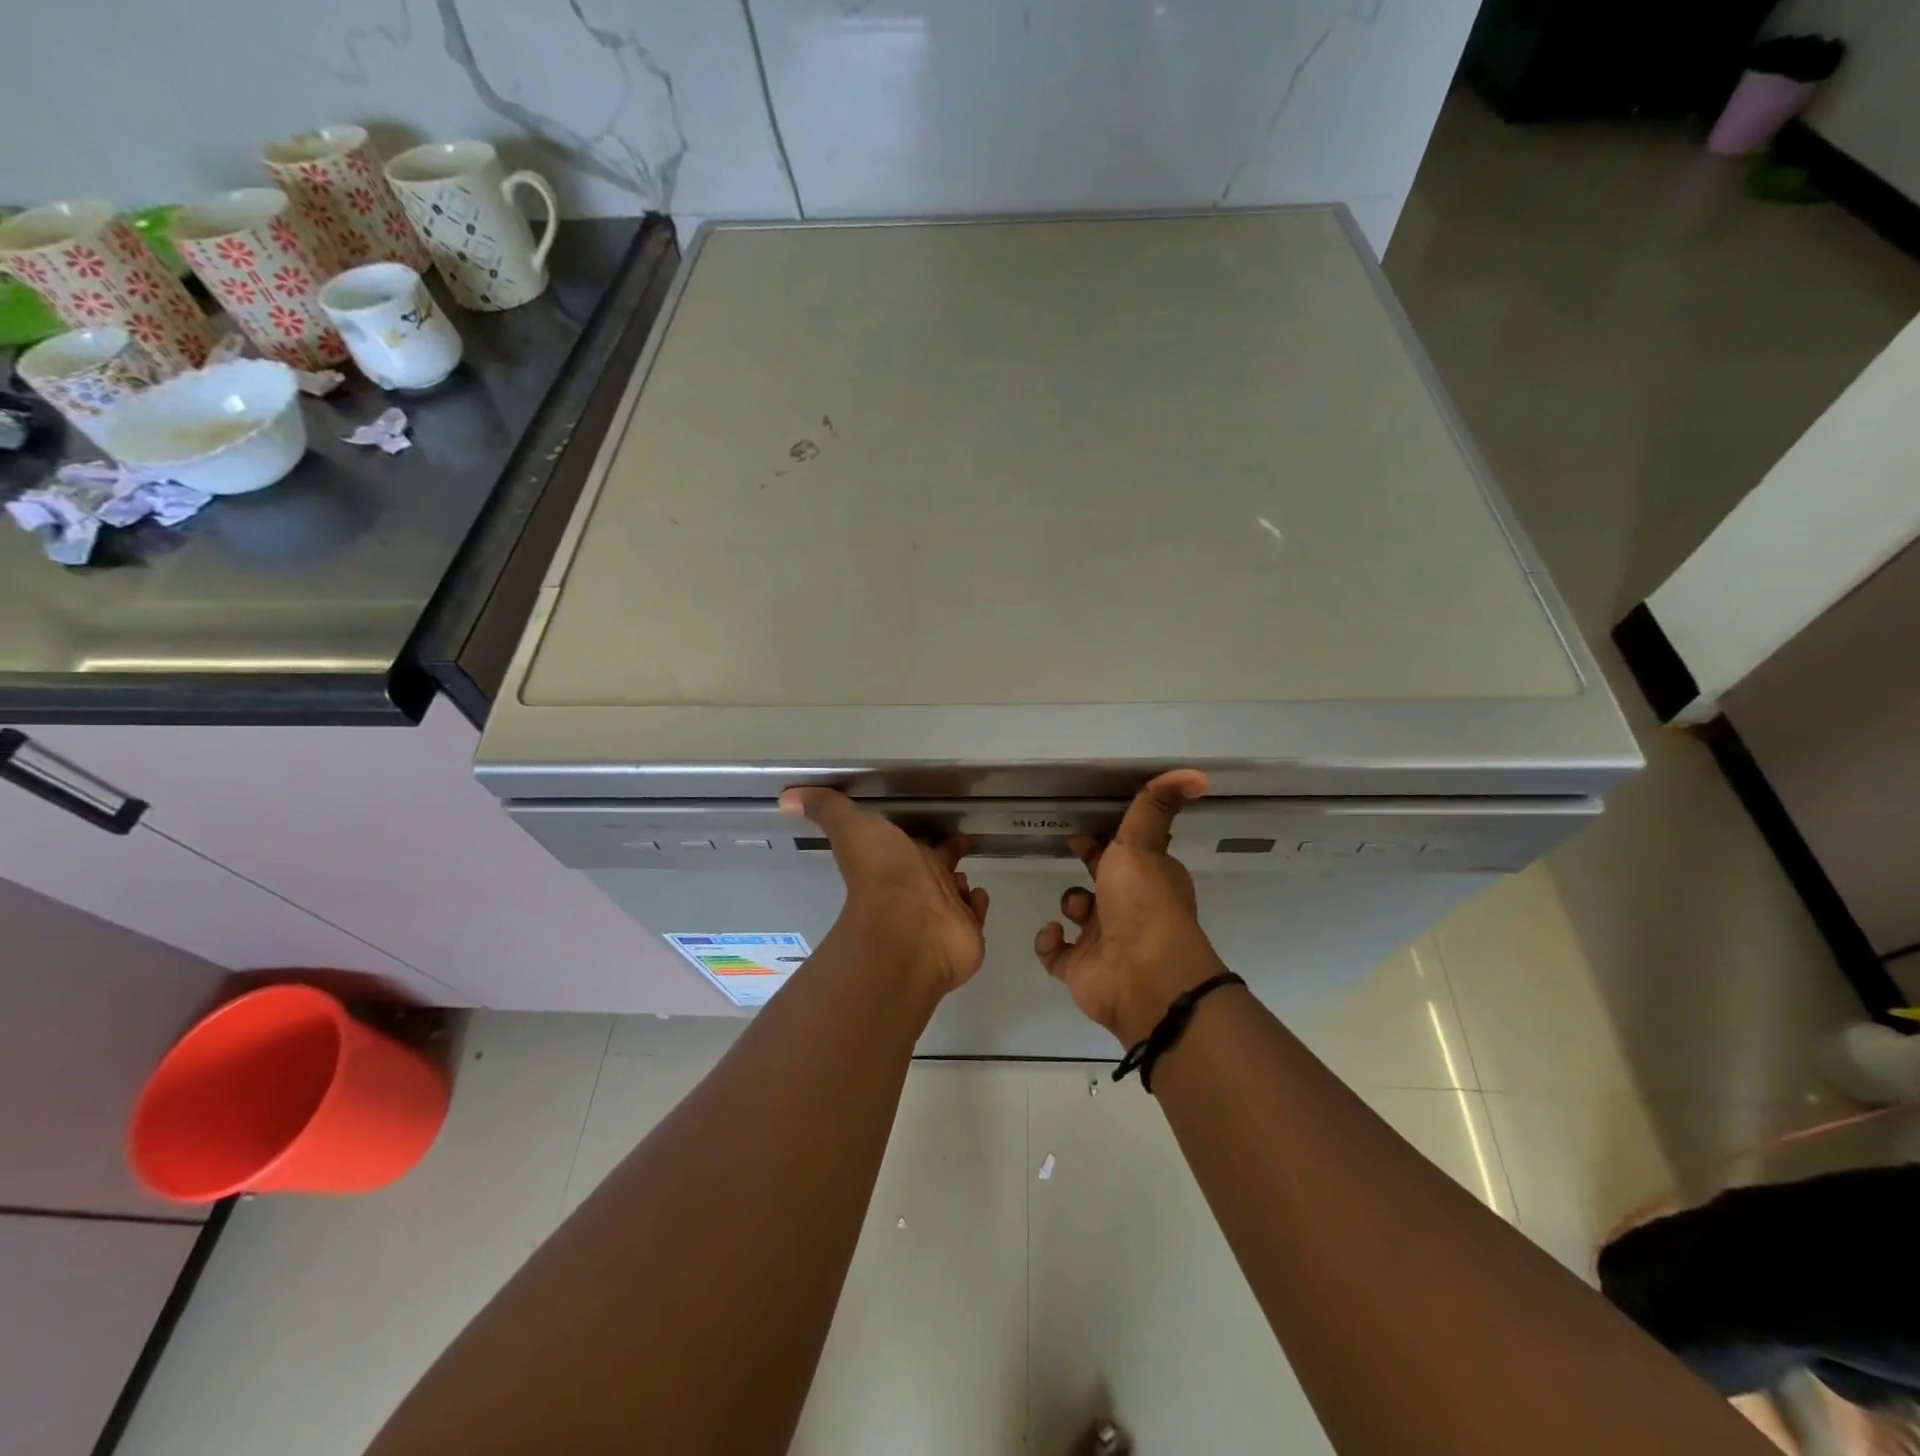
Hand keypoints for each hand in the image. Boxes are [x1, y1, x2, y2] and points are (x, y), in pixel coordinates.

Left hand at [779, 788, 989, 994]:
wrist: (905, 930)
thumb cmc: (882, 876)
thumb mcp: (851, 829)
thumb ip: (826, 809)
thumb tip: (784, 798)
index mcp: (902, 856)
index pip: (916, 841)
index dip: (924, 834)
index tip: (938, 824)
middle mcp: (924, 882)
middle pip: (940, 863)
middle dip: (948, 854)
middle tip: (960, 843)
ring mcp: (947, 909)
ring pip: (958, 890)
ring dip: (962, 882)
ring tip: (966, 878)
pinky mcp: (967, 930)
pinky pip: (976, 913)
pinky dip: (977, 905)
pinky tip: (977, 897)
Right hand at [1034, 769, 1228, 1046]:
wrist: (1144, 976)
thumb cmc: (1143, 904)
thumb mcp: (1143, 844)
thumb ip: (1154, 807)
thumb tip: (1196, 773)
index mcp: (1147, 879)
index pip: (1125, 852)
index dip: (1105, 840)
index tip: (1083, 830)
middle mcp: (1128, 908)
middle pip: (1103, 882)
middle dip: (1088, 867)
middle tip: (1067, 851)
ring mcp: (1103, 941)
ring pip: (1081, 917)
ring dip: (1071, 906)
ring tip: (1075, 907)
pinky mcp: (1080, 970)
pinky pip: (1056, 954)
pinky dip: (1048, 943)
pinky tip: (1052, 933)